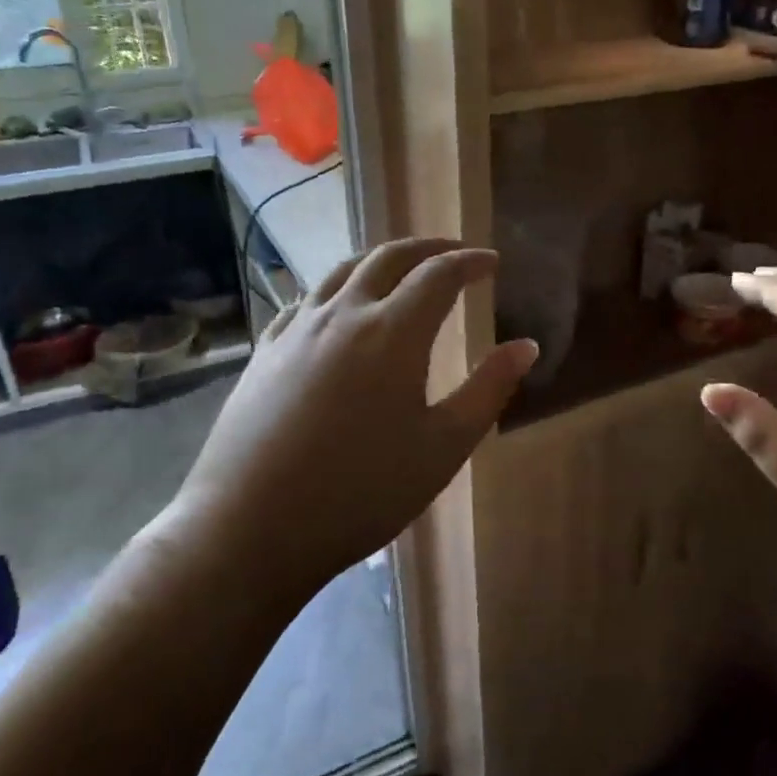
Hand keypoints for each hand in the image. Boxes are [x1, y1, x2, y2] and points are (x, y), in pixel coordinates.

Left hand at [171, 239, 537, 598]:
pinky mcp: (265, 351)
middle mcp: (343, 314)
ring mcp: (296, 329)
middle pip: (389, 257)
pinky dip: (336, 288)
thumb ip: (488, 390)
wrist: (250, 528)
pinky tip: (337, 307)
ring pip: (342, 270)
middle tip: (454, 253)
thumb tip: (526, 346)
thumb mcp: (443, 448)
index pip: (439, 274)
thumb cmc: (361, 492)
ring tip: (401, 267)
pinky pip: (306, 299)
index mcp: (392, 332)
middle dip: (428, 247)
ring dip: (380, 259)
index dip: (470, 262)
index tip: (492, 262)